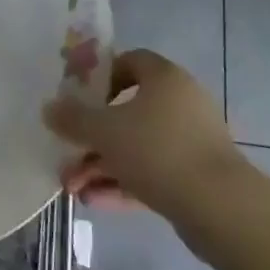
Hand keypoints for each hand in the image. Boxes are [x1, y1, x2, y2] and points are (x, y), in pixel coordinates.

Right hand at [43, 49, 244, 220]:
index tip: (79, 99)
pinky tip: (95, 202)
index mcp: (164, 77)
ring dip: (103, 164)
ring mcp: (191, 140)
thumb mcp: (105, 131)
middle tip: (68, 152)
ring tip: (73, 189)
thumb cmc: (158, 150)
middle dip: (94, 136)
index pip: (130, 61)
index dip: (101, 76)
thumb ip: (73, 119)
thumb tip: (49, 108)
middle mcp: (181, 101)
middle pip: (128, 110)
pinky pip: (153, 172)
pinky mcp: (196, 177)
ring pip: (138, 146)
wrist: (220, 208)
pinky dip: (125, 183)